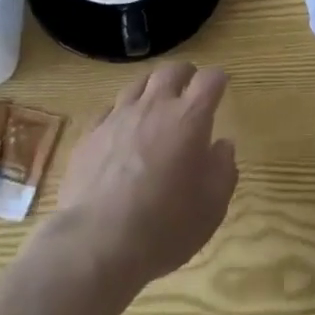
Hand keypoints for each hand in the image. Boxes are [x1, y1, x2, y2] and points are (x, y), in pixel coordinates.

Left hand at [56, 61, 237, 290]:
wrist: (96, 243)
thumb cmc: (165, 226)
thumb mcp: (212, 206)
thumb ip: (223, 169)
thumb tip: (222, 145)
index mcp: (189, 118)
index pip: (209, 79)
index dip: (218, 79)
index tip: (221, 86)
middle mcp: (154, 106)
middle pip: (171, 71)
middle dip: (185, 74)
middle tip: (190, 89)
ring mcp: (118, 116)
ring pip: (138, 84)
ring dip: (153, 88)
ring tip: (156, 104)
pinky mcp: (90, 134)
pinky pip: (110, 109)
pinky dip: (122, 113)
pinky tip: (123, 130)